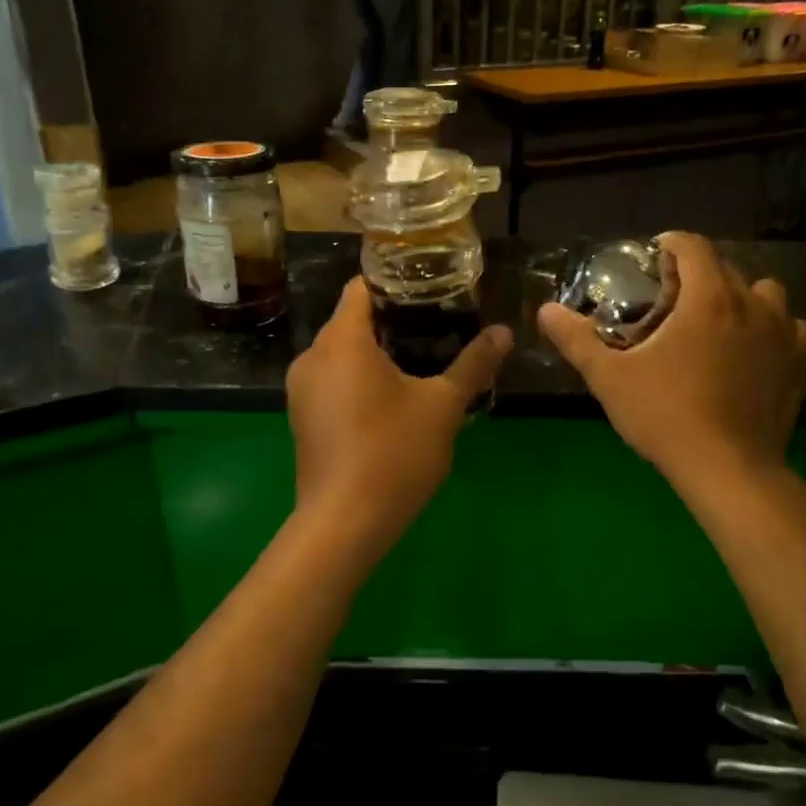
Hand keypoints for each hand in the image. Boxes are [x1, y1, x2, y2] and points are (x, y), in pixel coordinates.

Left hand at [286, 277, 511, 546]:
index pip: (363, 287)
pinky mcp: (302, 417)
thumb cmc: (394, 453)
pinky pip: (333, 380)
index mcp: (342, 340)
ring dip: (378, 353)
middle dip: (394, 321)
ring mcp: (301, 389)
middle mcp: (312, 356)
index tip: (432, 290)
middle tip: (439, 326)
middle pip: (352, 320)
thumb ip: (473, 365)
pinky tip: (393, 400)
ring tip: (423, 362)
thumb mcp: (442, 406)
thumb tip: (504, 332)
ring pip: (342, 353)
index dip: (397, 282)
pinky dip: (359, 378)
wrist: (344, 523)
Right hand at [538, 233, 805, 493]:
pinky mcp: (798, 364)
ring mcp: (782, 334)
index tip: (651, 260)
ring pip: (765, 293)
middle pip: (725, 267)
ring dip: (740, 297)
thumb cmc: (666, 416)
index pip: (693, 245)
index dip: (669, 244)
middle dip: (696, 273)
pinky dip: (771, 329)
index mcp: (708, 298)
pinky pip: (790, 328)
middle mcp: (752, 304)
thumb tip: (546, 310)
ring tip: (715, 322)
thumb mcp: (610, 378)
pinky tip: (752, 350)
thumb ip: (577, 339)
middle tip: (668, 300)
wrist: (729, 470)